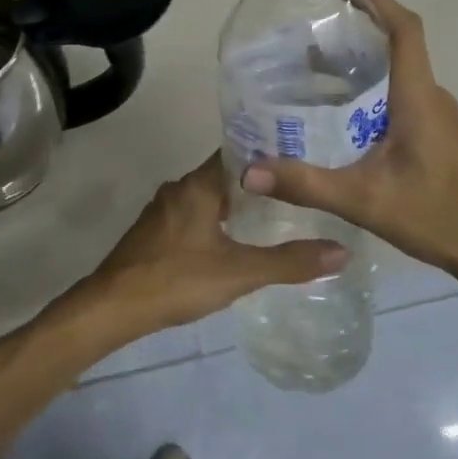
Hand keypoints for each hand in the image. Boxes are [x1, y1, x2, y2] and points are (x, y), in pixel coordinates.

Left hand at [78, 152, 347, 338]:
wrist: (115, 304)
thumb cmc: (177, 279)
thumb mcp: (240, 272)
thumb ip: (290, 262)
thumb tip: (342, 250)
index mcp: (197, 186)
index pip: (235, 154)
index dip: (266, 154)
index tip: (298, 158)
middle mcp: (178, 189)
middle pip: (222, 176)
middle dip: (256, 183)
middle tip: (296, 190)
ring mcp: (162, 210)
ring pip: (206, 197)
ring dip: (234, 203)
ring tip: (273, 214)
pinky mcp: (153, 231)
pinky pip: (192, 214)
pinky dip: (215, 220)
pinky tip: (234, 239)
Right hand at [241, 0, 457, 289]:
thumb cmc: (438, 216)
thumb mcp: (363, 200)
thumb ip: (305, 183)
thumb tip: (248, 173)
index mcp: (417, 98)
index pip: (405, 31)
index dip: (378, 1)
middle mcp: (431, 98)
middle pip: (398, 46)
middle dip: (357, 29)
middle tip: (309, 30)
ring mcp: (439, 118)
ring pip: (398, 73)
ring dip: (362, 61)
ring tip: (315, 65)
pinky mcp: (439, 136)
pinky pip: (402, 96)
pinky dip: (371, 88)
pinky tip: (342, 113)